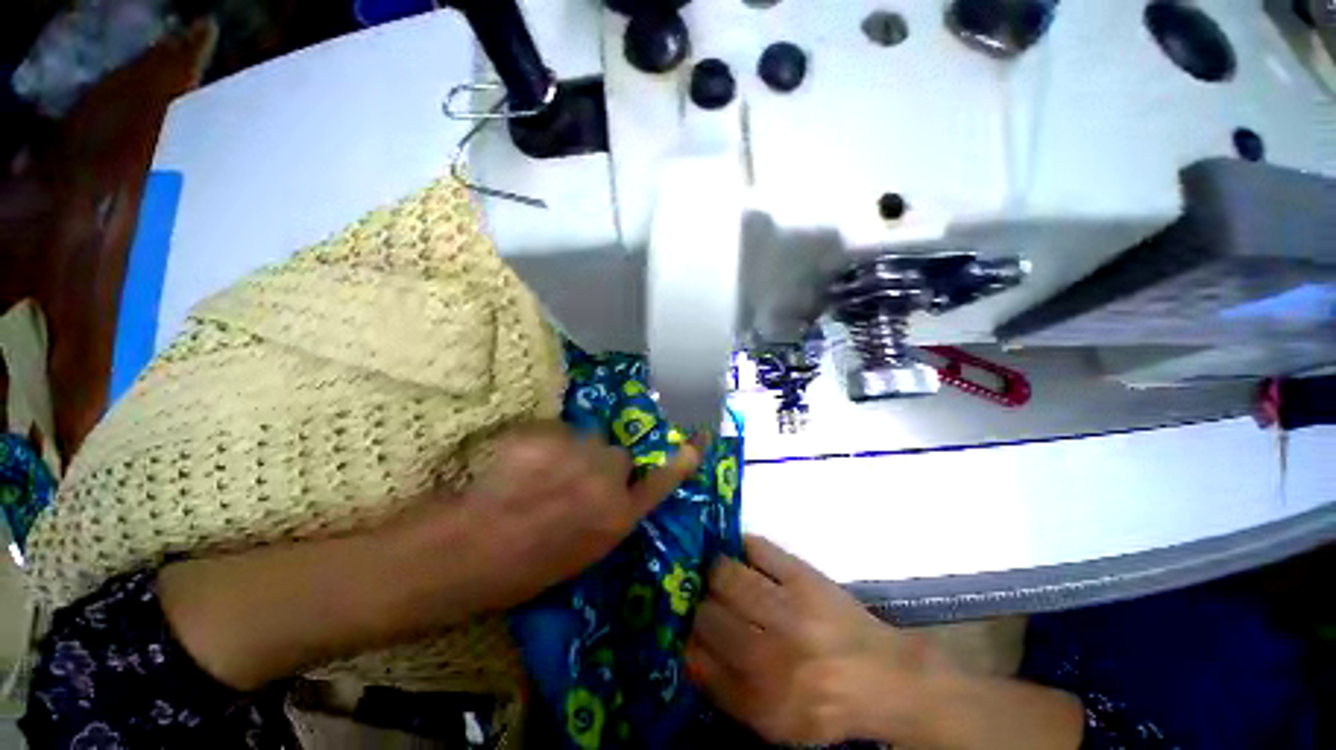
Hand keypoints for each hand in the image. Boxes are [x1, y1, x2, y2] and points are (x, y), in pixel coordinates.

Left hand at [455, 423, 701, 609]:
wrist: (457, 557)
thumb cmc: (518, 571)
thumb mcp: (579, 555)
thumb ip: (606, 516)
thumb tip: (612, 492)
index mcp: (616, 520)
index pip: (661, 482)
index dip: (682, 460)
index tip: (700, 439)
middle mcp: (606, 483)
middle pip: (617, 454)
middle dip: (598, 463)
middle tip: (566, 479)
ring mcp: (575, 455)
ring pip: (585, 438)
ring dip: (569, 450)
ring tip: (535, 474)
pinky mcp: (544, 437)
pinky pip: (552, 430)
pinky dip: (538, 442)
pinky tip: (515, 464)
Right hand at [685, 535, 943, 745]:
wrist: (883, 676)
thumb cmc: (824, 700)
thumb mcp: (774, 721)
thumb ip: (726, 691)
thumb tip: (688, 647)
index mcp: (761, 702)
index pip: (698, 659)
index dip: (687, 637)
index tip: (685, 625)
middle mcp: (771, 656)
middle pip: (707, 614)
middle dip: (699, 604)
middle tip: (704, 598)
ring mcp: (788, 609)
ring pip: (724, 574)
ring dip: (714, 571)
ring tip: (719, 573)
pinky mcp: (803, 575)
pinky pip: (756, 546)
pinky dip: (741, 546)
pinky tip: (739, 553)